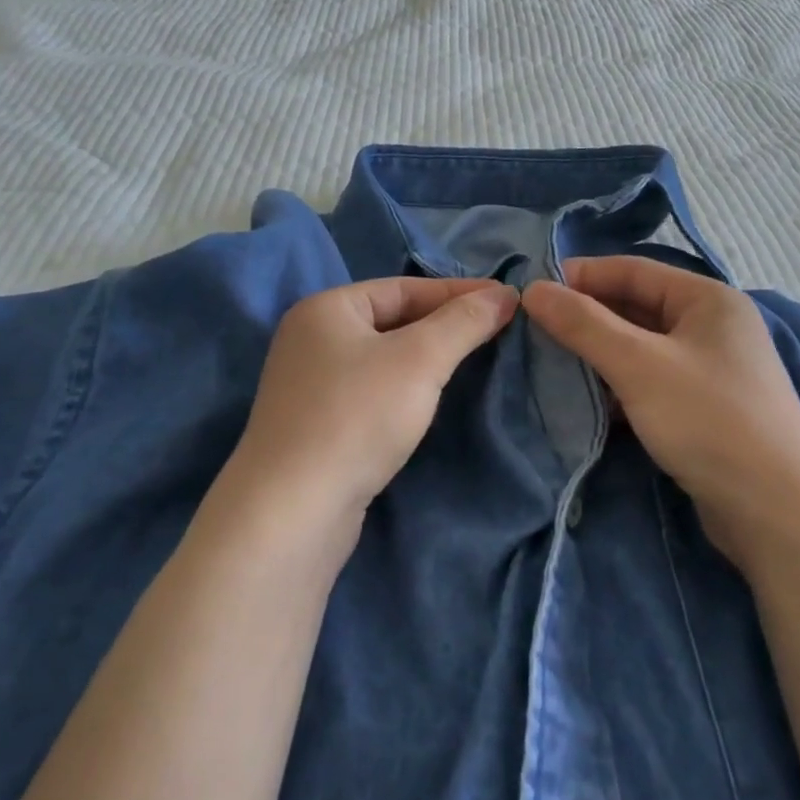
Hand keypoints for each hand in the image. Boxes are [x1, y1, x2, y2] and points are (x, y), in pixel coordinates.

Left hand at [226, 277, 519, 526]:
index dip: (458, 292)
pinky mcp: (318, 425)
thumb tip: (504, 294)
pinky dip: (407, 388)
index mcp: (326, 308)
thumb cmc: (357, 417)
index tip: (506, 300)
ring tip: (475, 360)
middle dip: (445, 325)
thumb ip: (463, 322)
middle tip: (498, 330)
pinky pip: (373, 390)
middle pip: (393, 320)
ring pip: (384, 358)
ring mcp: (311, 385)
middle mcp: (312, 339)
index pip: (404, 287)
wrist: (292, 512)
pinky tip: (431, 400)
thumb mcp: (419, 360)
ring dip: (428, 357)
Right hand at [522, 257, 799, 565]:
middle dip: (587, 318)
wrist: (779, 514)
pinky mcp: (705, 410)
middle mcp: (713, 327)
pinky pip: (651, 382)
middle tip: (534, 332)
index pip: (633, 270)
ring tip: (552, 365)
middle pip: (637, 307)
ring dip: (599, 354)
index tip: (533, 294)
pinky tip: (588, 401)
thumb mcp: (638, 365)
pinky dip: (619, 385)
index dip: (581, 276)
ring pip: (641, 348)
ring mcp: (712, 370)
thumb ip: (583, 324)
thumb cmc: (708, 420)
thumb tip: (533, 289)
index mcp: (708, 299)